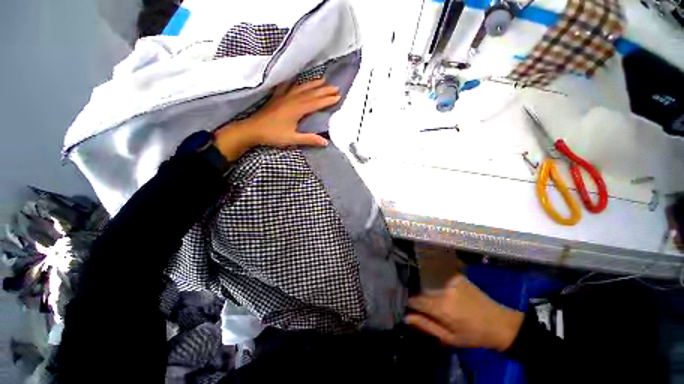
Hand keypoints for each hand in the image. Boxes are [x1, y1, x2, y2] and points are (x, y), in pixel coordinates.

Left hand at [214, 79, 339, 160]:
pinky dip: (293, 81)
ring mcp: (284, 97)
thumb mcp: (293, 139)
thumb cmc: (273, 135)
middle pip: (311, 93)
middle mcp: (292, 100)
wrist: (252, 129)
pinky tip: (296, 78)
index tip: (338, 97)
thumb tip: (325, 142)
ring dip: (313, 84)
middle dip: (324, 90)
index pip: (316, 103)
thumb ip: (309, 139)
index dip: (327, 100)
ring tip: (323, 79)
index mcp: (297, 109)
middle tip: (335, 87)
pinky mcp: (277, 97)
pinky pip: (287, 86)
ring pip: (301, 87)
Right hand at [406, 275, 523, 351]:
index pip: (416, 300)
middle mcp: (444, 289)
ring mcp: (451, 280)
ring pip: (430, 282)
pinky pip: (439, 277)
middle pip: (422, 290)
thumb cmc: (473, 335)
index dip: (412, 304)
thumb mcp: (449, 338)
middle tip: (426, 306)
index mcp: (441, 307)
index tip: (413, 308)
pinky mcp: (457, 276)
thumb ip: (426, 325)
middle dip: (420, 297)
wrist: (499, 323)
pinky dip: (436, 282)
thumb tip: (407, 317)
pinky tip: (443, 290)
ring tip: (435, 298)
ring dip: (427, 289)